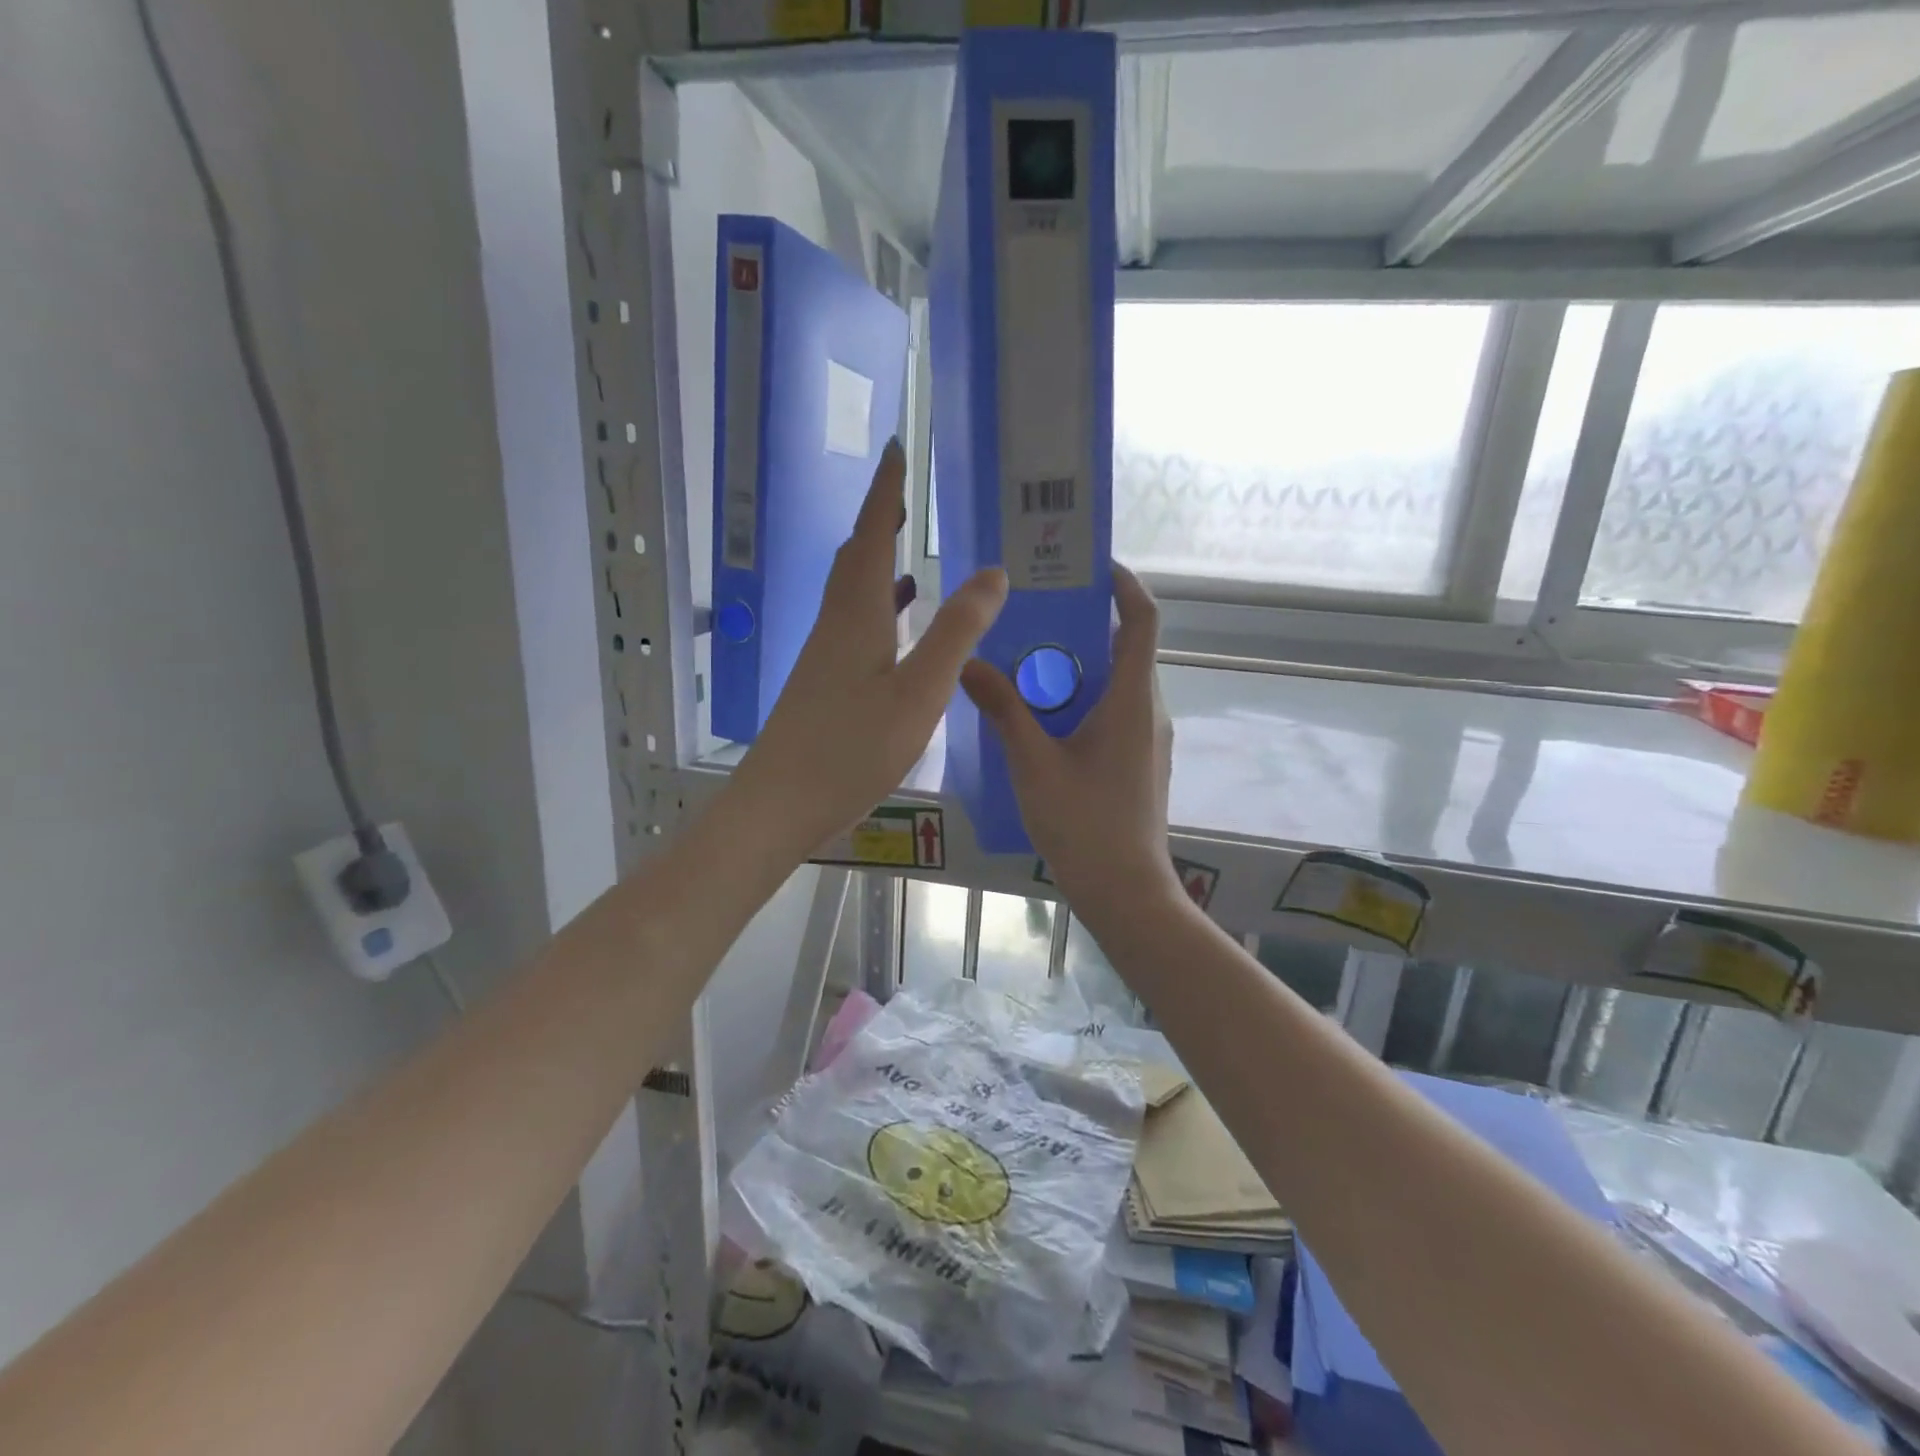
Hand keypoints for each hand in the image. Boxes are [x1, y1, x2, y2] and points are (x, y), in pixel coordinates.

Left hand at [731, 439, 1007, 856]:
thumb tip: (992, 572)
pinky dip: (877, 607)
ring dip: (876, 561)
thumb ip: (956, 632)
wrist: (781, 802)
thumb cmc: (852, 748)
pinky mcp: (822, 681)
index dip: (885, 491)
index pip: (871, 535)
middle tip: (904, 492)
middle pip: (854, 556)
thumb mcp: (919, 692)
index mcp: (857, 615)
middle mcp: (835, 624)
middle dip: (878, 519)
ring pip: (851, 591)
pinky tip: (896, 624)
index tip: (896, 448)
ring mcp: (824, 654)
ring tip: (907, 549)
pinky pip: (853, 624)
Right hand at [960, 565, 1180, 911]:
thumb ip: (1003, 710)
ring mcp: (1147, 738)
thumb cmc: (1084, 825)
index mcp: (1133, 700)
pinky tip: (1040, 713)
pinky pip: (1113, 710)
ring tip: (1026, 658)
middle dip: (1086, 623)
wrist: (1125, 891)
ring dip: (1079, 664)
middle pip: (1126, 648)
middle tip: (1034, 611)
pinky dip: (1082, 697)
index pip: (1143, 620)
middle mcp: (1149, 711)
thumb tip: (969, 663)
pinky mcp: (1138, 761)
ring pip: (1117, 682)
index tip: (1089, 566)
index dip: (1124, 584)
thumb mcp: (1034, 764)